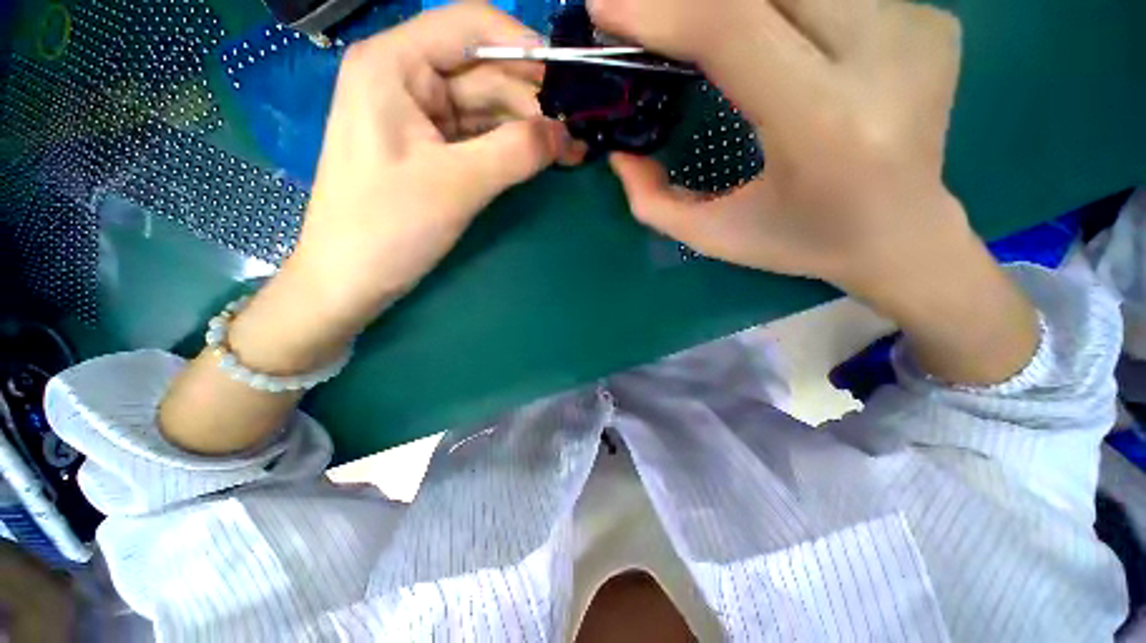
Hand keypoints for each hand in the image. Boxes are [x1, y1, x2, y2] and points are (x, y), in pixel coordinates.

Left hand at [278, 5, 582, 348]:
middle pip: (484, 73)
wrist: (351, 278)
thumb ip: (515, 151)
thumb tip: (565, 133)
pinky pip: (479, 138)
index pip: (470, 25)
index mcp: (394, 64)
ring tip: (569, 152)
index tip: (568, 81)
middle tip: (577, 134)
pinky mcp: (432, 151)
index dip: (524, 46)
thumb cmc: (387, 227)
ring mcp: (419, 118)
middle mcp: (405, 79)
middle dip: (533, 102)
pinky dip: (511, 148)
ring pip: (486, 109)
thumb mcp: (456, 184)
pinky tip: (540, 159)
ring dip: (528, 129)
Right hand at [590, 0, 967, 299]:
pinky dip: (781, 6)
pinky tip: (773, 34)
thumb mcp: (715, 236)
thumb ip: (654, 203)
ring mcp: (914, 28)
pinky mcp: (928, 19)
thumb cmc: (801, 243)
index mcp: (821, 124)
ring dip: (733, 2)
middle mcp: (880, 58)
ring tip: (699, 26)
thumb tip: (620, 154)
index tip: (604, 5)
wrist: (903, 234)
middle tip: (647, 12)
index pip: (730, 28)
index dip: (661, 9)